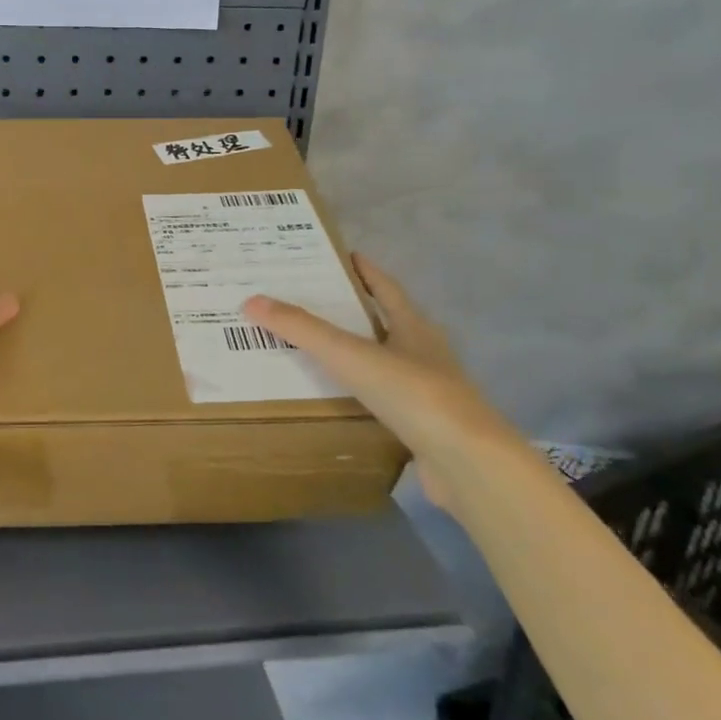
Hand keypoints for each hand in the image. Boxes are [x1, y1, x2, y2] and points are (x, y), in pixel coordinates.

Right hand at [243, 253, 510, 510]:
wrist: (468, 463)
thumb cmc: (413, 394)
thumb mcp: (351, 355)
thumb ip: (303, 329)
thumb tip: (252, 300)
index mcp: (414, 327)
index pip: (386, 288)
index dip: (365, 271)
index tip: (343, 256)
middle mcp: (426, 353)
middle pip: (388, 322)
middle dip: (356, 310)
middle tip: (313, 301)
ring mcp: (430, 392)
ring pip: (388, 362)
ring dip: (360, 353)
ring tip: (319, 348)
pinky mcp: (427, 427)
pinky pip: (388, 400)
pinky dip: (365, 394)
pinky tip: (343, 400)